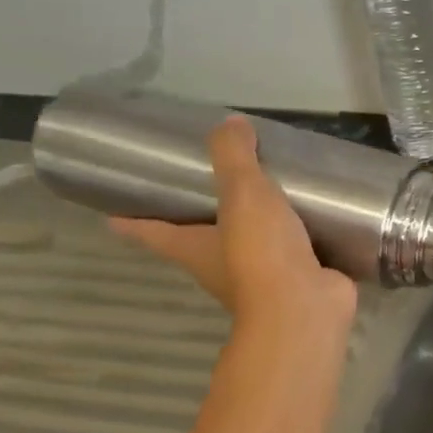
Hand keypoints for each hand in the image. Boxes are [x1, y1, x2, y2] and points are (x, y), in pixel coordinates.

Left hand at [110, 116, 355, 330]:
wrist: (305, 309)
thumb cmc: (259, 253)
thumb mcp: (242, 194)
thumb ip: (234, 157)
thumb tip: (230, 123)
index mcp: (194, 248)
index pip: (152, 231)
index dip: (133, 221)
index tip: (114, 214)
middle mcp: (221, 266)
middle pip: (201, 239)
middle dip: (202, 217)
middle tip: (210, 183)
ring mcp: (263, 277)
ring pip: (252, 245)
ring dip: (258, 225)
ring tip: (273, 191)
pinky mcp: (299, 280)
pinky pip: (297, 251)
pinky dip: (302, 236)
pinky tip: (318, 216)